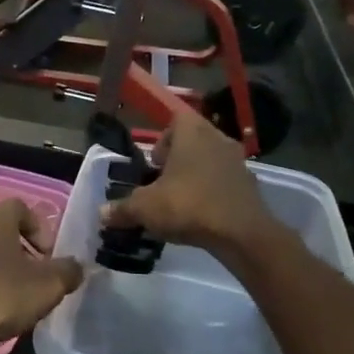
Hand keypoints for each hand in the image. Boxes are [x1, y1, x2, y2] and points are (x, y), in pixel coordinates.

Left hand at [0, 200, 82, 353]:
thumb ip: (68, 272)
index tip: (50, 259)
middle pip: (3, 230)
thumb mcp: (46, 286)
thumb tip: (77, 266)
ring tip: (16, 298)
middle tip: (37, 280)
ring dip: (2, 268)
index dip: (41, 231)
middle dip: (24, 252)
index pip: (23, 208)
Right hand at [101, 109, 284, 261]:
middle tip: (162, 183)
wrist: (242, 234)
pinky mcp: (251, 186)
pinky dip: (213, 193)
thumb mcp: (145, 208)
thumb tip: (102, 213)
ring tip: (180, 201)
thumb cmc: (188, 206)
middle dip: (177, 160)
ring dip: (196, 176)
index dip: (162, 139)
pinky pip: (225, 182)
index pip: (176, 119)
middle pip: (194, 140)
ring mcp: (239, 162)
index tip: (154, 163)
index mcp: (192, 132)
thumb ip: (122, 209)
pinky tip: (202, 216)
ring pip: (211, 161)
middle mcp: (218, 139)